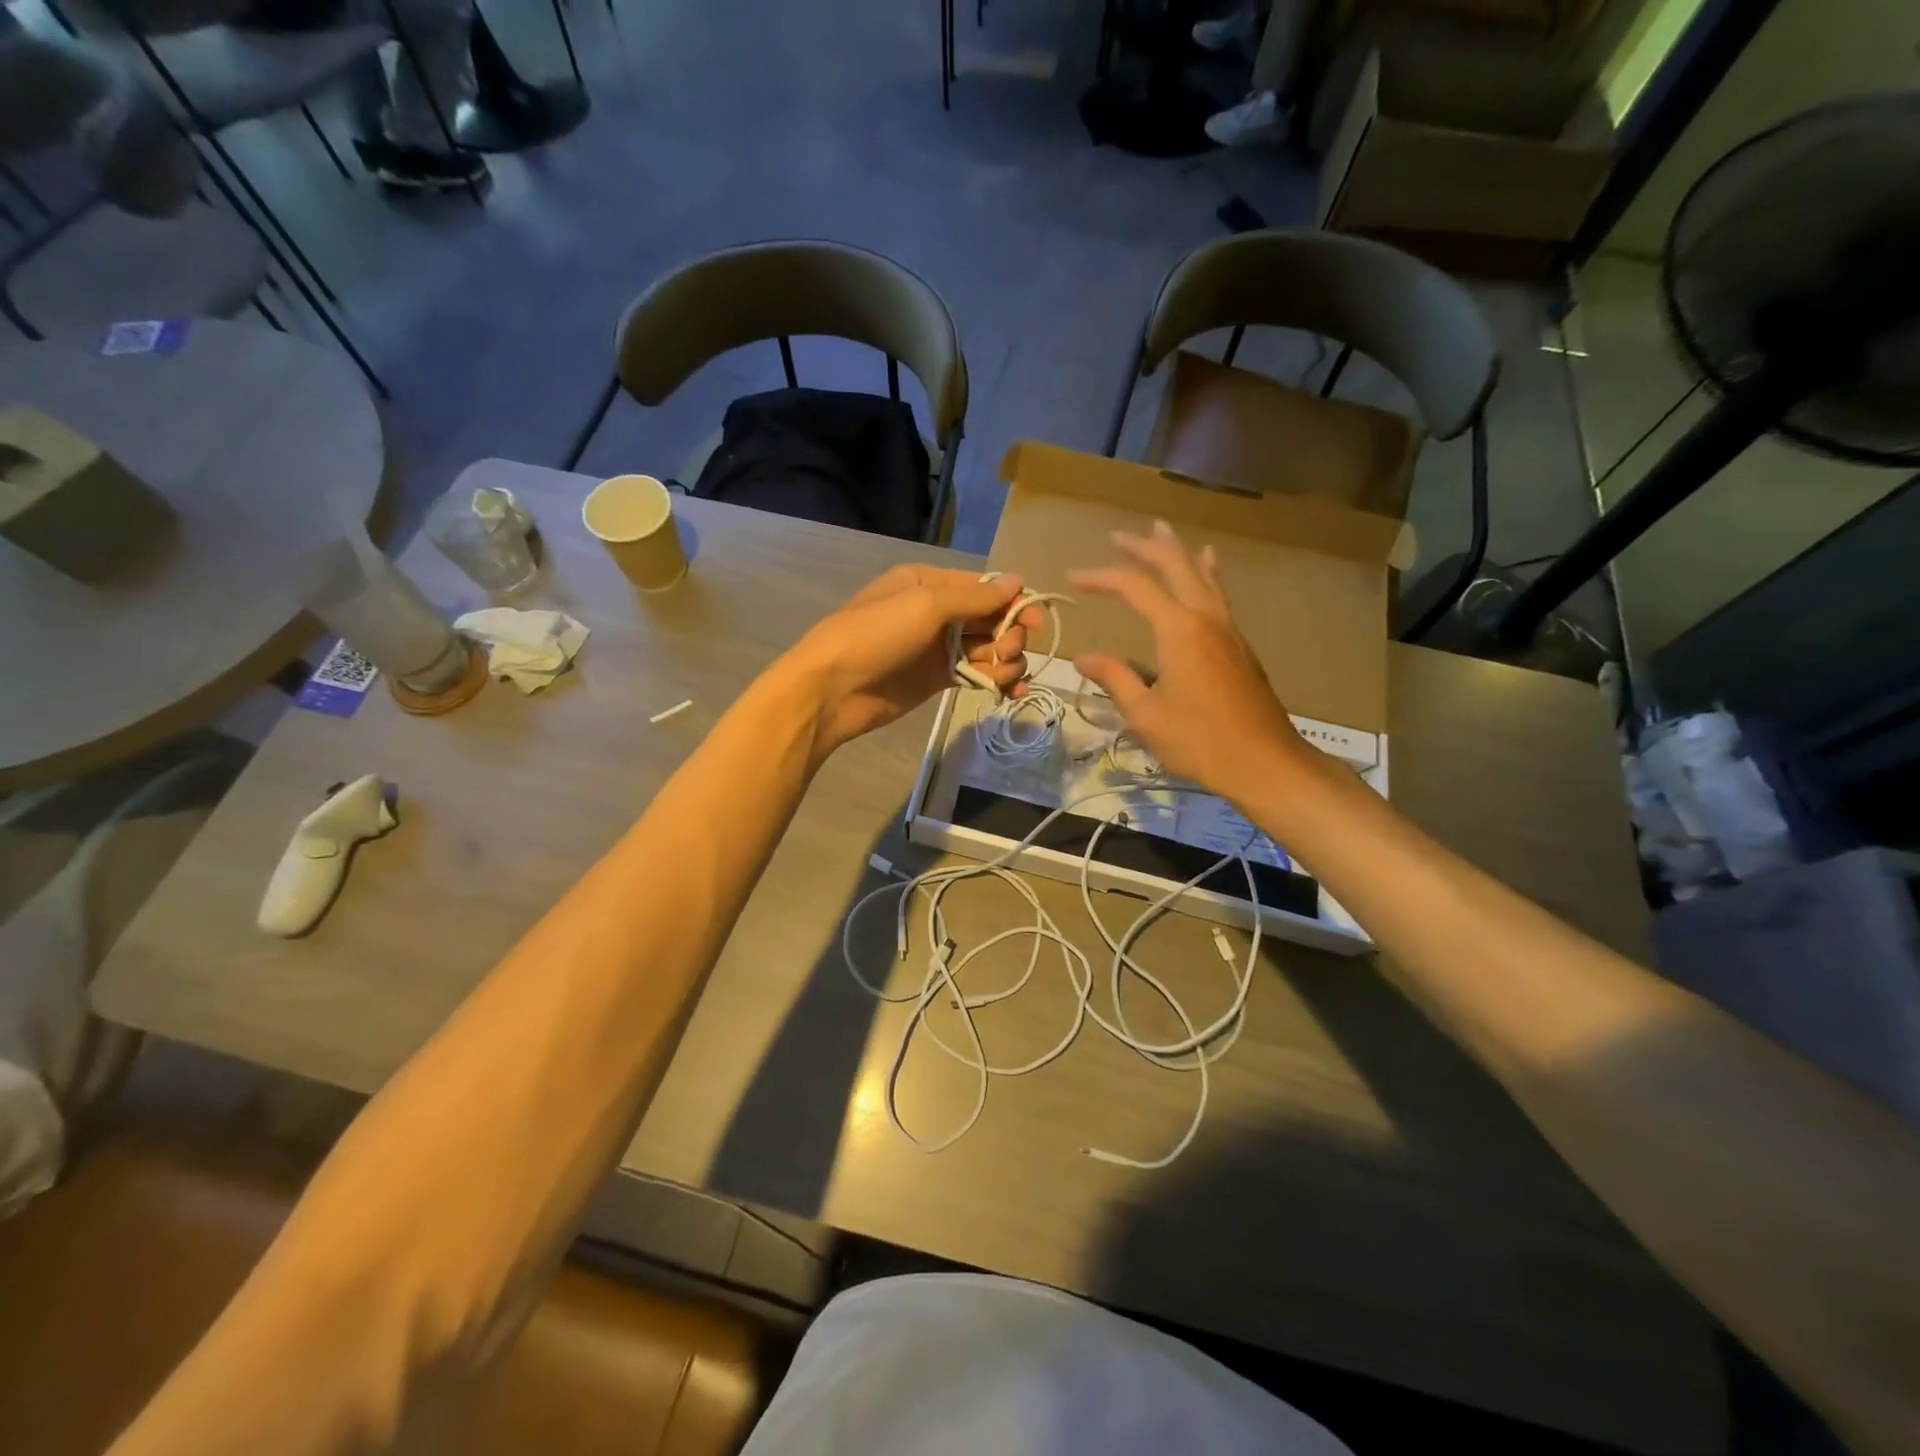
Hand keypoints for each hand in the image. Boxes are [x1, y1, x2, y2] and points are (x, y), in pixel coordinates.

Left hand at [787, 564, 1041, 757]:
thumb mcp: (924, 605)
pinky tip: (1008, 691)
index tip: (1037, 622)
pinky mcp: (936, 679)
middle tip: (1006, 653)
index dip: (1014, 603)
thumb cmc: (875, 635)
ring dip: (1005, 660)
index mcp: (929, 584)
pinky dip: (994, 679)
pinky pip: (975, 674)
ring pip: (987, 648)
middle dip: (1008, 635)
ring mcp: (937, 647)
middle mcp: (936, 611)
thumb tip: (1017, 583)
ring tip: (1004, 677)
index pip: (984, 587)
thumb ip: (974, 598)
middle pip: (990, 618)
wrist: (832, 689)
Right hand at [1070, 521, 1307, 800]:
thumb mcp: (1144, 714)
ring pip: (1202, 574)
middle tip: (1118, 536)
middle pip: (1174, 565)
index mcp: (1178, 629)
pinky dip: (1205, 572)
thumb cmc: (1198, 740)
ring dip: (1178, 551)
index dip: (1101, 577)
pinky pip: (1217, 593)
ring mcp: (1227, 628)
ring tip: (1162, 530)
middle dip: (1144, 547)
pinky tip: (1208, 568)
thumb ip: (1115, 678)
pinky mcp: (1239, 644)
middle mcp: (1205, 617)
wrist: (1263, 761)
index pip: (1134, 586)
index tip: (1073, 578)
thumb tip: (1084, 657)